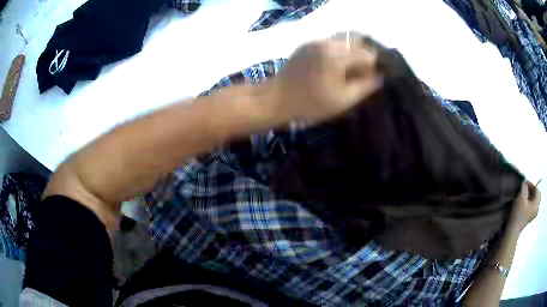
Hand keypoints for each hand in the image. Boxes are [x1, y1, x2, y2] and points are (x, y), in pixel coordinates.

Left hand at [268, 33, 382, 123]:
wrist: (277, 98)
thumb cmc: (311, 103)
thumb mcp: (342, 100)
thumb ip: (364, 87)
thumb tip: (380, 77)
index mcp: (337, 56)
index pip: (367, 53)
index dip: (372, 67)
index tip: (368, 79)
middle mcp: (328, 43)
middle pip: (356, 40)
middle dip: (363, 55)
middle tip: (360, 72)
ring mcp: (315, 41)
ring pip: (343, 38)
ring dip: (351, 50)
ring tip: (348, 68)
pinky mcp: (307, 44)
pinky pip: (330, 41)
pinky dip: (338, 49)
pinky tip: (334, 65)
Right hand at [508, 181, 540, 232]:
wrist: (513, 231)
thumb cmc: (518, 214)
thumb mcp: (521, 198)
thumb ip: (524, 187)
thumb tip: (525, 182)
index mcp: (536, 204)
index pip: (537, 190)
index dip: (532, 184)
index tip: (525, 184)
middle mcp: (536, 209)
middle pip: (537, 195)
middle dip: (532, 190)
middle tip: (526, 188)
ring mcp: (533, 214)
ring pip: (534, 201)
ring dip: (531, 196)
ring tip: (525, 194)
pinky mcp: (529, 218)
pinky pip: (532, 206)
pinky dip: (530, 202)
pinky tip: (525, 202)